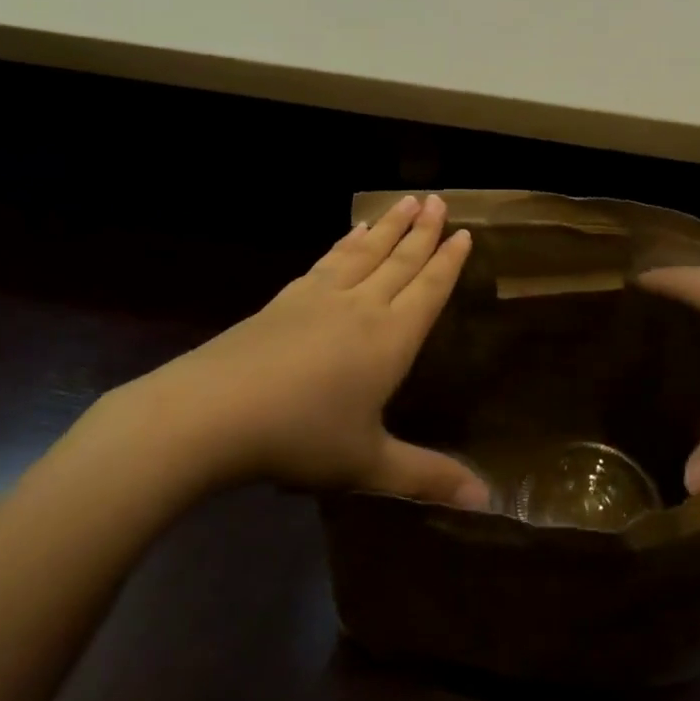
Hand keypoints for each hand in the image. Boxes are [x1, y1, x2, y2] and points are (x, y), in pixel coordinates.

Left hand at [96, 195, 488, 508]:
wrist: (211, 413)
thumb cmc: (301, 438)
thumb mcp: (368, 464)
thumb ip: (427, 477)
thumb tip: (488, 502)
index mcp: (389, 339)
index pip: (428, 289)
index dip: (448, 261)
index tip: (462, 231)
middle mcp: (360, 307)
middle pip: (398, 260)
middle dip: (422, 231)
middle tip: (438, 199)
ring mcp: (318, 299)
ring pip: (363, 253)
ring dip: (387, 226)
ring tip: (404, 202)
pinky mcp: (284, 301)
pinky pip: (326, 262)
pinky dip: (343, 244)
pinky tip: (348, 235)